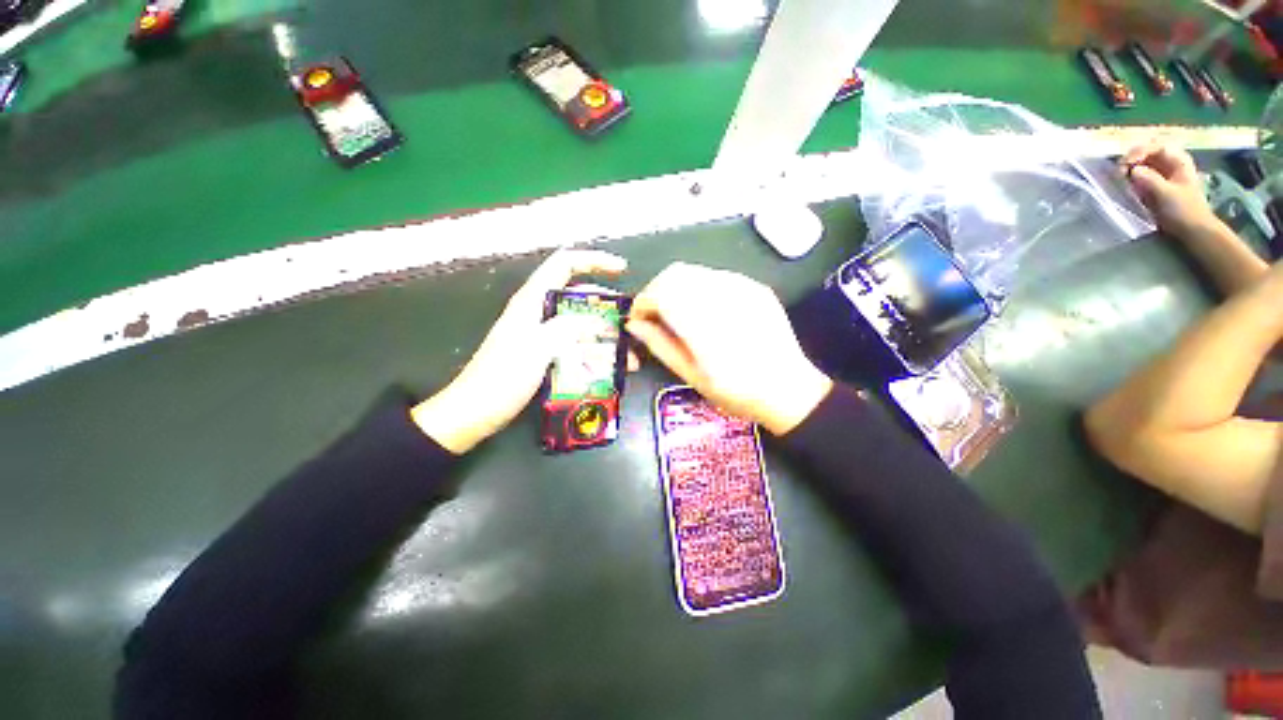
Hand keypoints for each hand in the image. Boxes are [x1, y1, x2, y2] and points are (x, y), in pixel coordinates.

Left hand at [411, 250, 627, 453]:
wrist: (475, 412)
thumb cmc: (501, 377)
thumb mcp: (537, 347)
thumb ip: (567, 328)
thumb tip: (594, 321)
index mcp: (532, 300)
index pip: (565, 264)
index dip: (594, 261)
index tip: (622, 269)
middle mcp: (538, 313)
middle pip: (580, 299)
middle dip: (608, 310)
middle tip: (630, 326)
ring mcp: (542, 335)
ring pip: (581, 327)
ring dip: (605, 339)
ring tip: (629, 360)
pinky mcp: (544, 355)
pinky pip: (575, 347)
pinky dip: (593, 355)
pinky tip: (608, 370)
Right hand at [626, 262, 832, 435]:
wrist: (788, 389)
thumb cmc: (736, 391)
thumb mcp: (691, 375)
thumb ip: (659, 345)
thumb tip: (634, 325)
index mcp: (704, 323)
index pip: (660, 292)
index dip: (642, 302)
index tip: (638, 320)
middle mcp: (722, 296)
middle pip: (675, 274)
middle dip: (656, 291)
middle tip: (655, 316)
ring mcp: (743, 288)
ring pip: (695, 272)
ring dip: (676, 287)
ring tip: (677, 314)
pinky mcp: (755, 287)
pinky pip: (716, 276)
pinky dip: (699, 287)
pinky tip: (704, 310)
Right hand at [1121, 142, 1216, 236]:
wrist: (1193, 230)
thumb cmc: (1184, 211)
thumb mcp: (1167, 194)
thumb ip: (1150, 180)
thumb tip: (1132, 171)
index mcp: (1178, 160)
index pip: (1155, 146)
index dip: (1139, 152)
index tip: (1125, 164)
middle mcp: (1169, 163)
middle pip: (1146, 153)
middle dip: (1131, 160)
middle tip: (1118, 172)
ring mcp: (1162, 175)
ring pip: (1141, 164)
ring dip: (1128, 170)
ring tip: (1118, 179)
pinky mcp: (1154, 186)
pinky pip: (1139, 176)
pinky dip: (1129, 178)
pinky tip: (1124, 184)